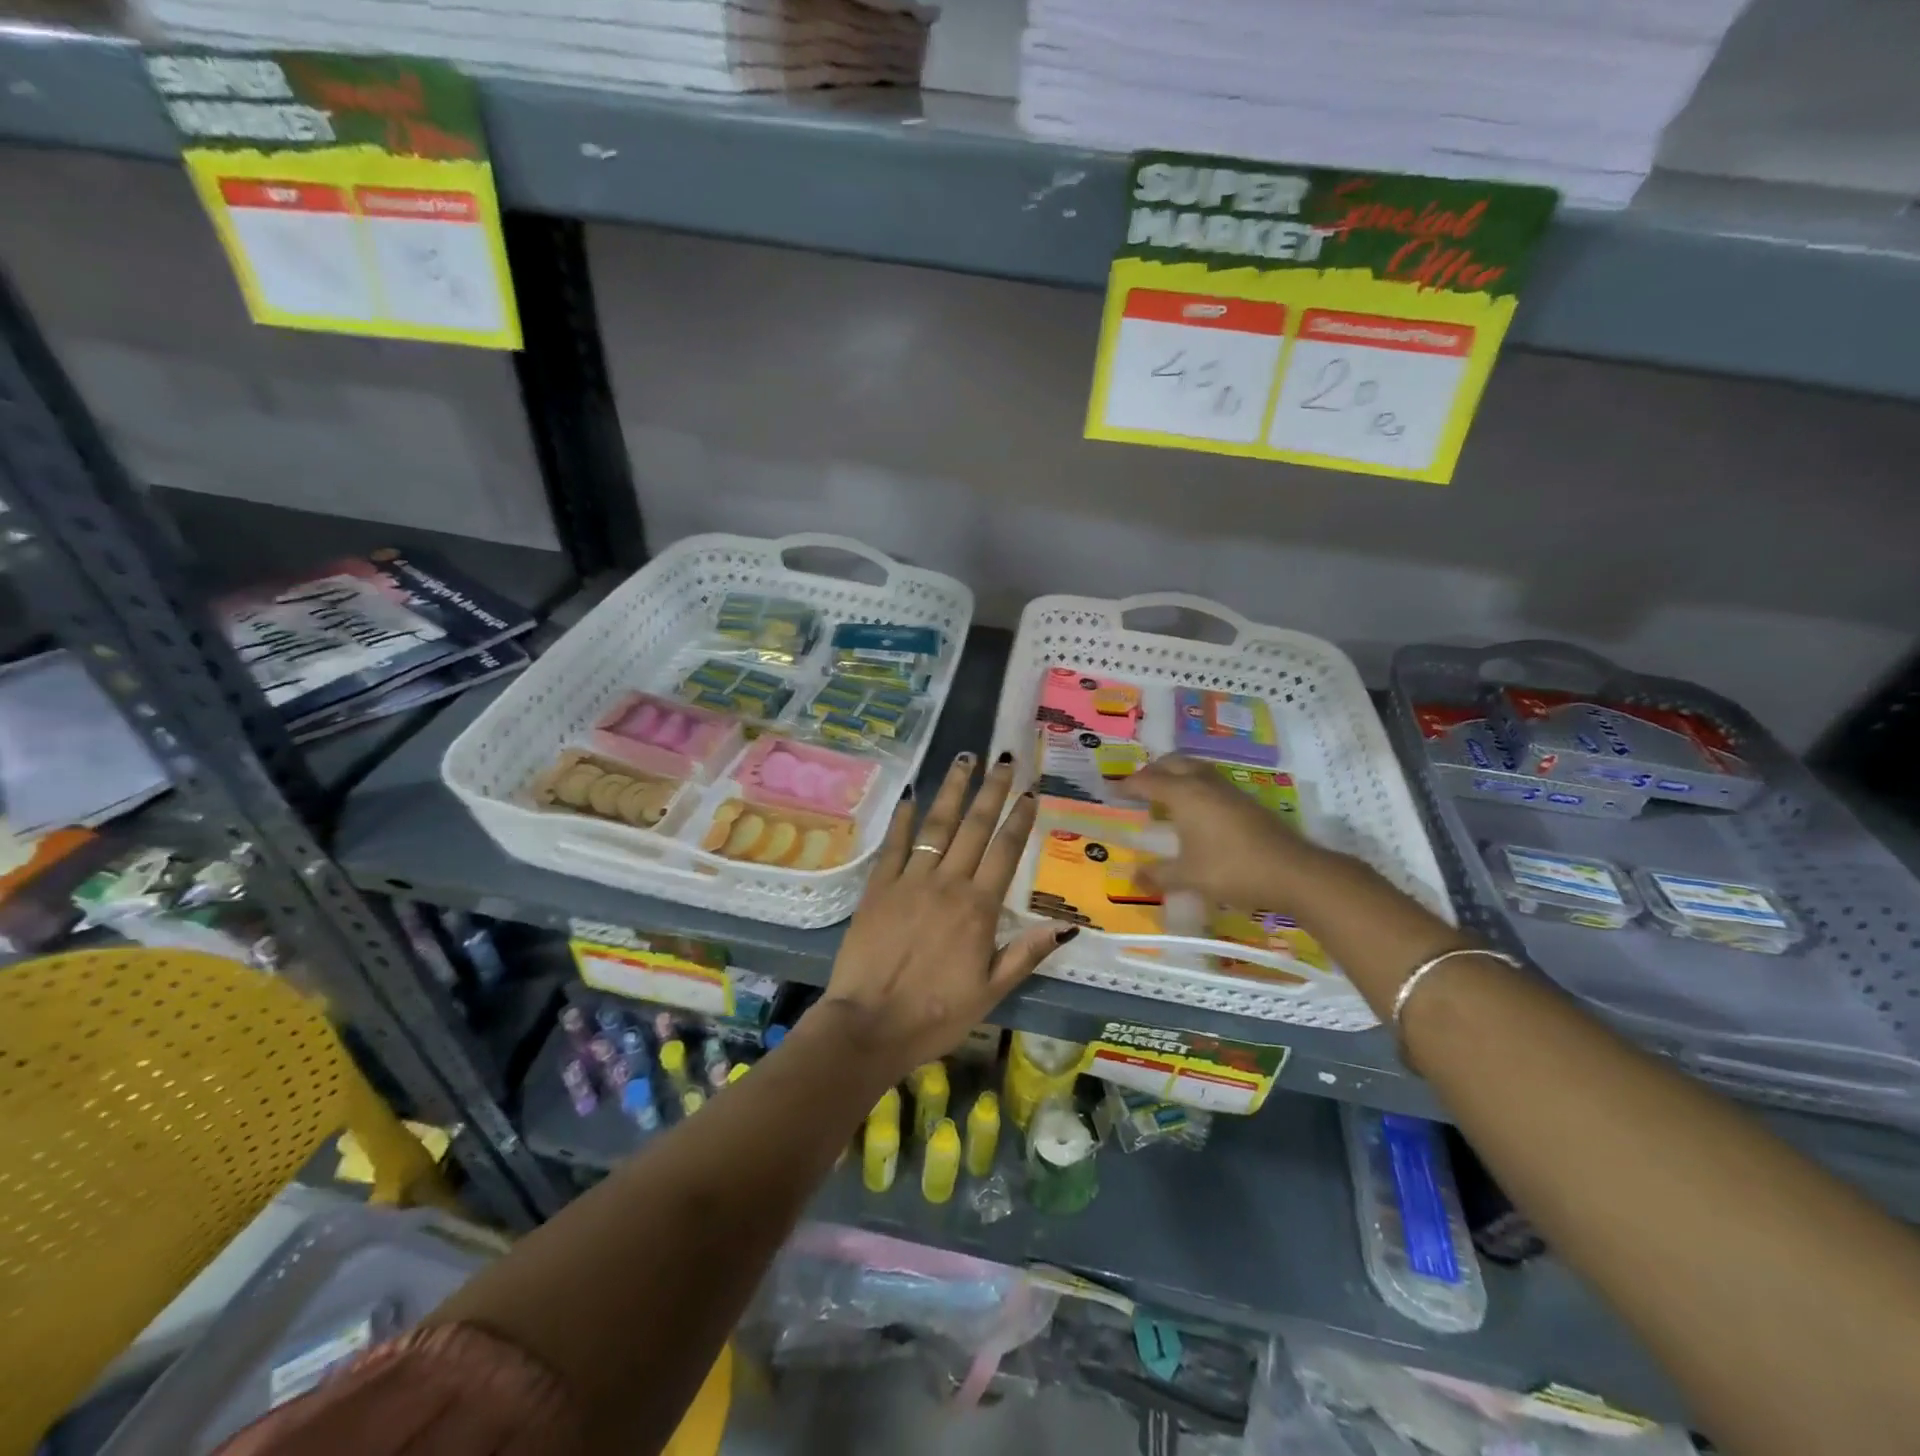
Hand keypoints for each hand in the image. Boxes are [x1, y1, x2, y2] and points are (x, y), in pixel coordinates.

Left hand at [814, 751, 1073, 1079]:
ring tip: (964, 759)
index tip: (1030, 791)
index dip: (1020, 819)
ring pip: (936, 826)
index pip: (1005, 852)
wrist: (869, 1025)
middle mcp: (947, 884)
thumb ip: (1026, 953)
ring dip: (952, 791)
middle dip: (991, 790)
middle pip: (974, 827)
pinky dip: (902, 819)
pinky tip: (910, 795)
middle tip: (1003, 758)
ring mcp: (909, 881)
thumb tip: (1067, 925)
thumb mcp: (990, 992)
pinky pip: (893, 845)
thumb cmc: (935, 1015)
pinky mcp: (878, 887)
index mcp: (978, 908)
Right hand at [1117, 755, 1336, 908]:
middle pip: (1173, 763)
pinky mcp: (1246, 801)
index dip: (1128, 786)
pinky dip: (1195, 786)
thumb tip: (1133, 879)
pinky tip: (1197, 810)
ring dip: (1177, 774)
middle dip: (1153, 771)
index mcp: (1184, 794)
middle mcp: (1204, 784)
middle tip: (1139, 787)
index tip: (1112, 791)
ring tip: (1166, 794)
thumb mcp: (1188, 877)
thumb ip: (1158, 876)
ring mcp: (1229, 790)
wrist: (1292, 872)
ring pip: (1195, 768)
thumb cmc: (1232, 870)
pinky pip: (1211, 782)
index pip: (1148, 781)